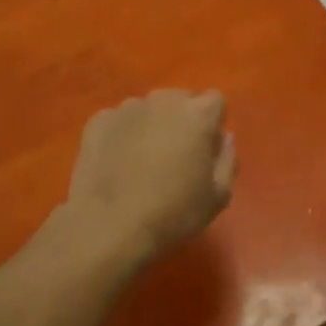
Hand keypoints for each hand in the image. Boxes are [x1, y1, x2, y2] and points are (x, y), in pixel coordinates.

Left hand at [58, 91, 235, 272]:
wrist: (107, 225)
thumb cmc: (172, 213)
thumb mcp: (218, 197)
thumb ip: (227, 159)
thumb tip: (223, 137)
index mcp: (197, 113)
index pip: (215, 101)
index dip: (212, 124)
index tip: (205, 150)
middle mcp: (163, 100)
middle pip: (180, 100)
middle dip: (182, 120)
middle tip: (175, 156)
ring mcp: (127, 107)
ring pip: (148, 109)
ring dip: (151, 126)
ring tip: (142, 162)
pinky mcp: (99, 120)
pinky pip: (119, 121)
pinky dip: (122, 135)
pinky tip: (117, 165)